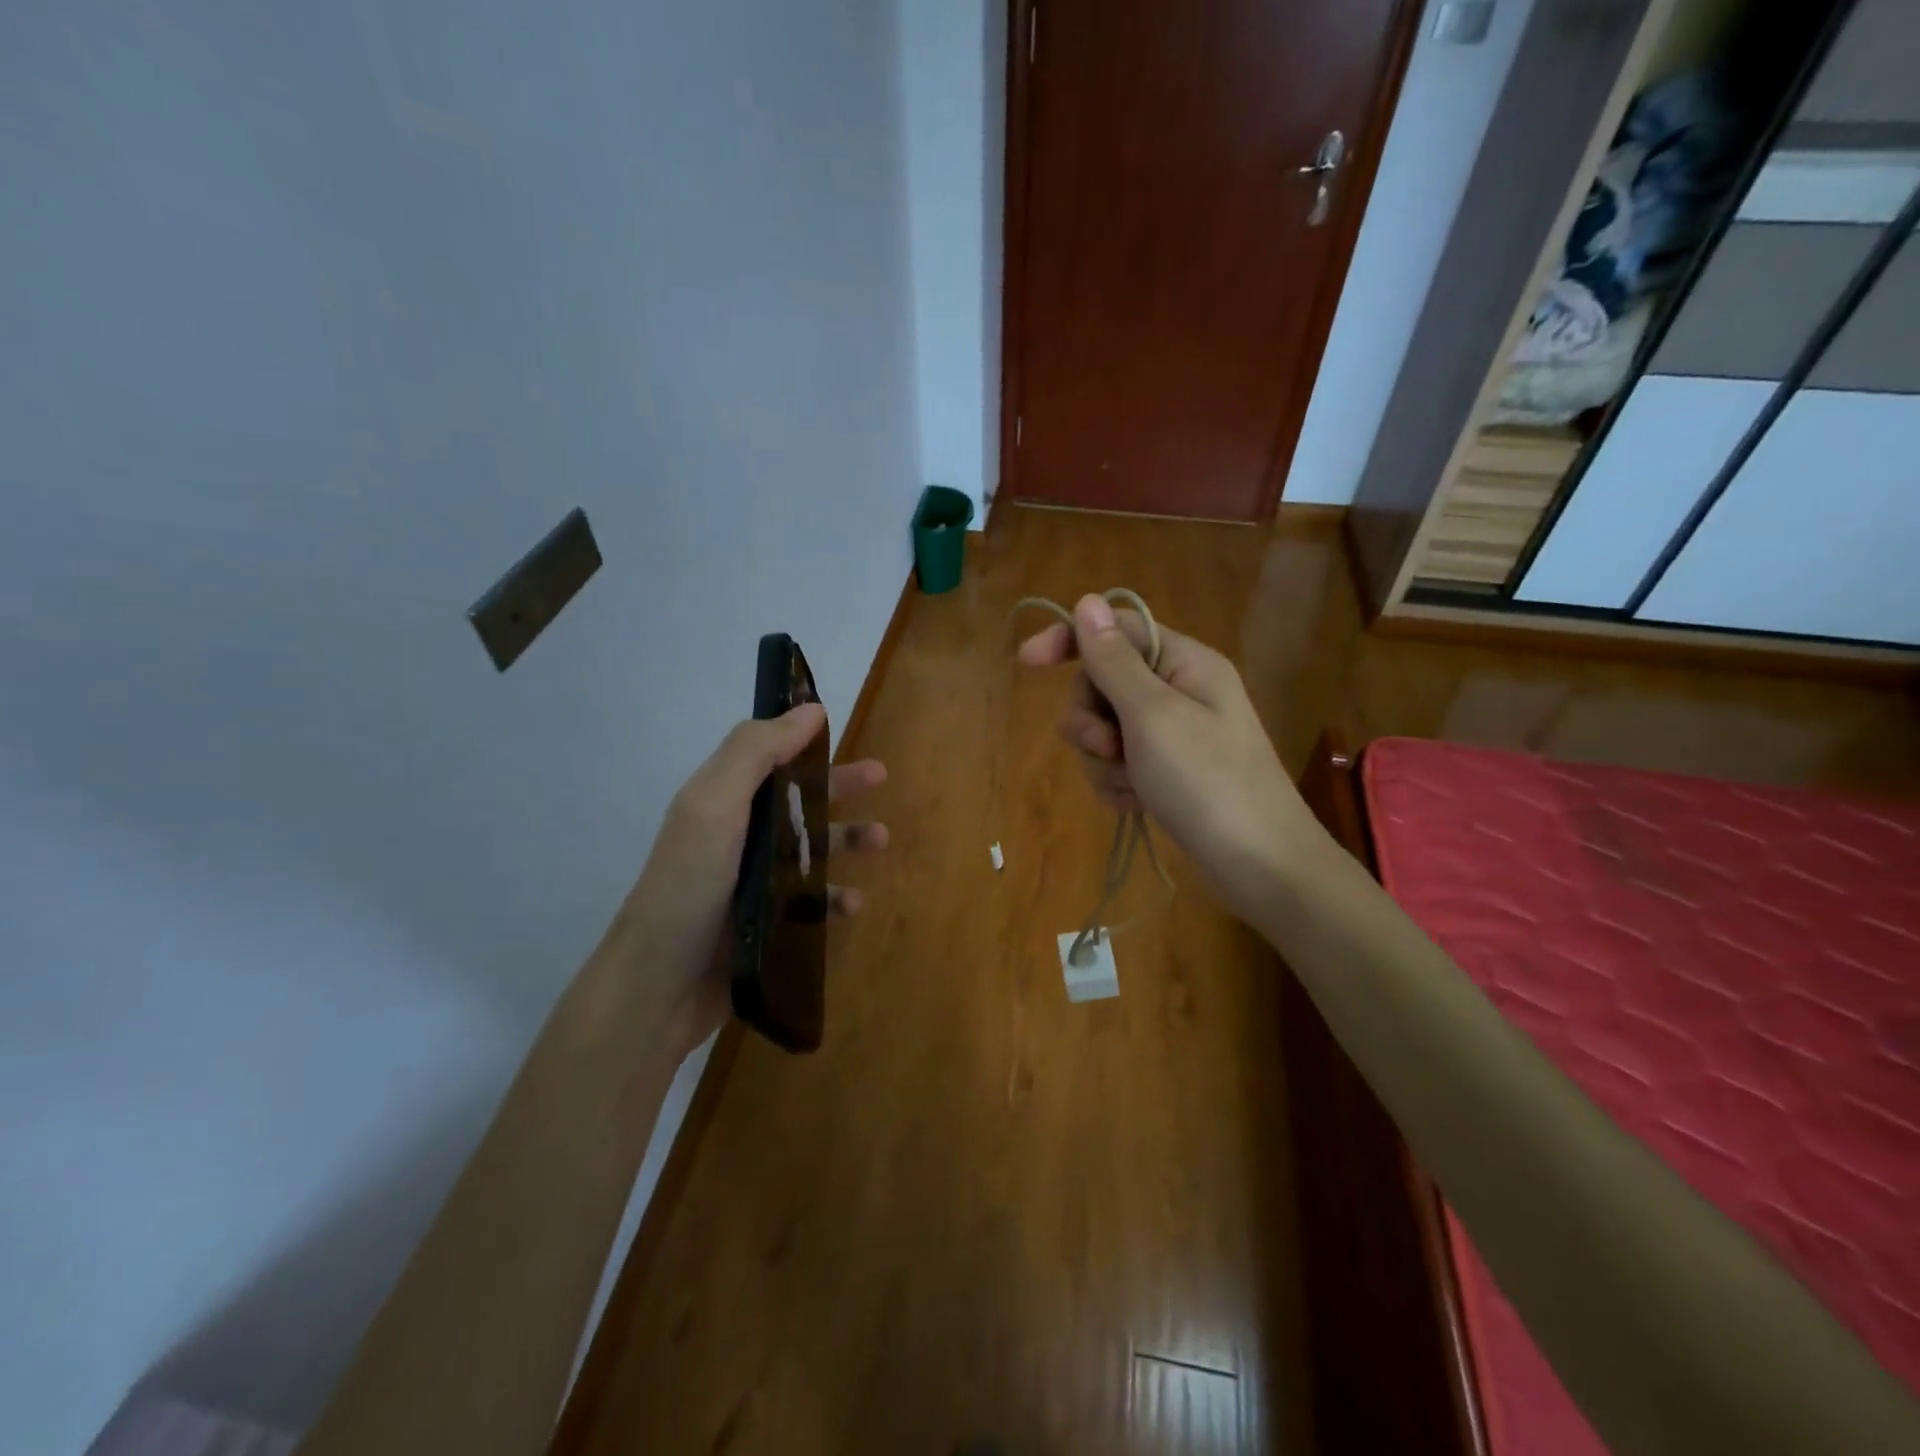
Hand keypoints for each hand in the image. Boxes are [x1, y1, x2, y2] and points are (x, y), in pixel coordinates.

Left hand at [602, 703, 887, 1058]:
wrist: (659, 987)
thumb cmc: (688, 886)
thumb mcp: (714, 806)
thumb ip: (755, 753)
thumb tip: (809, 709)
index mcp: (721, 800)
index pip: (765, 755)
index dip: (800, 739)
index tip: (838, 727)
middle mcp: (737, 835)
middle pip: (795, 798)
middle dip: (837, 785)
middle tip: (880, 776)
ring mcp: (752, 881)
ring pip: (809, 848)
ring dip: (845, 839)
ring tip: (881, 841)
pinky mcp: (765, 922)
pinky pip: (811, 901)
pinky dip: (834, 897)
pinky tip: (854, 903)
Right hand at [1018, 595, 1318, 922]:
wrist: (1258, 865)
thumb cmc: (1207, 781)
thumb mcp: (1152, 715)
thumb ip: (1114, 661)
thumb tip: (1088, 601)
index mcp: (1184, 662)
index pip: (1115, 630)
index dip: (1070, 639)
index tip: (1026, 662)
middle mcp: (1178, 691)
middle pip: (1103, 683)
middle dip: (1091, 717)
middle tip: (1105, 746)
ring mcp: (1172, 735)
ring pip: (1105, 729)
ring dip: (1103, 758)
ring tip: (1128, 785)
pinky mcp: (1166, 772)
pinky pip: (1118, 764)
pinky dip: (1117, 782)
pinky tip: (1134, 803)